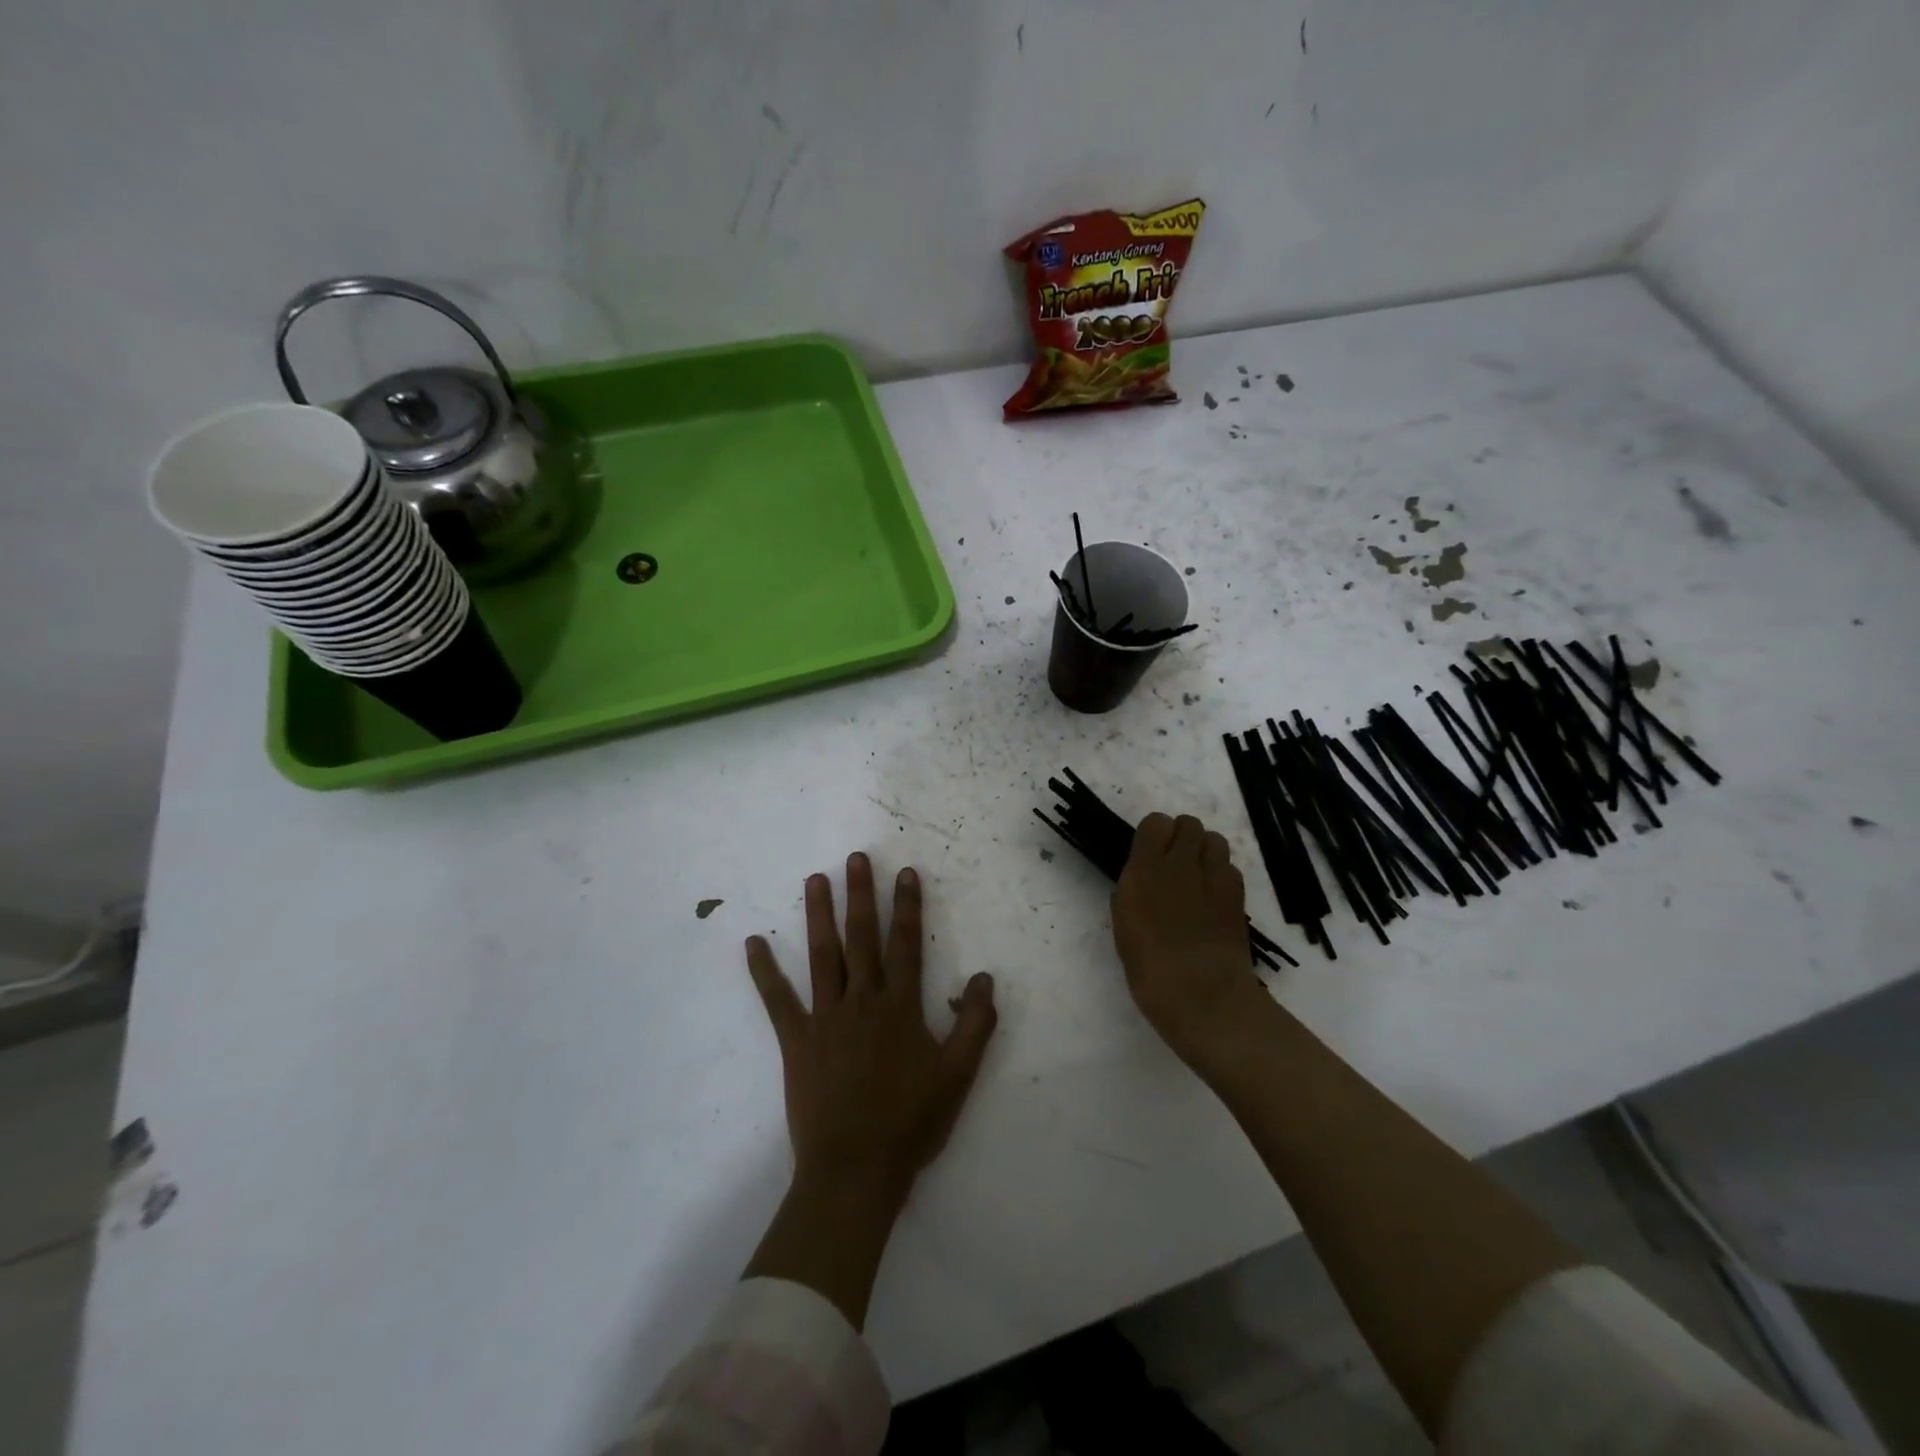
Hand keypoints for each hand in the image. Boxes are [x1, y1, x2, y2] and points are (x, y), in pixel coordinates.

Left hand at [746, 854, 998, 1209]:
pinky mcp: (796, 1041)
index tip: (905, 873)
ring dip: (819, 915)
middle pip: (862, 938)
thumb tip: (983, 977)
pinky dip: (764, 972)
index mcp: (900, 1007)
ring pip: (822, 956)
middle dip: (861, 895)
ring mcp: (825, 1018)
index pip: (906, 944)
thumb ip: (974, 1024)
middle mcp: (862, 1001)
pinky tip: (752, 944)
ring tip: (816, 879)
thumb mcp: (958, 1076)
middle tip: (856, 858)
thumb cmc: (910, 1123)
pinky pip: (777, 1000)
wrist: (855, 1170)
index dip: (907, 907)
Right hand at [1112, 813, 1268, 1070]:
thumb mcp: (1124, 925)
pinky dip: (1221, 874)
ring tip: (1196, 877)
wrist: (1203, 997)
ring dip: (1204, 851)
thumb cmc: (1150, 968)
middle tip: (1174, 864)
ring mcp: (1214, 877)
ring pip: (1215, 839)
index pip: (1156, 822)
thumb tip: (1142, 878)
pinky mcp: (1237, 894)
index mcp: (1145, 870)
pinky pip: (1230, 866)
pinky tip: (1213, 899)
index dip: (1154, 835)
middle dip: (1181, 837)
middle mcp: (1181, 864)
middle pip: (1189, 823)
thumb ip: (1132, 891)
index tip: (1148, 854)